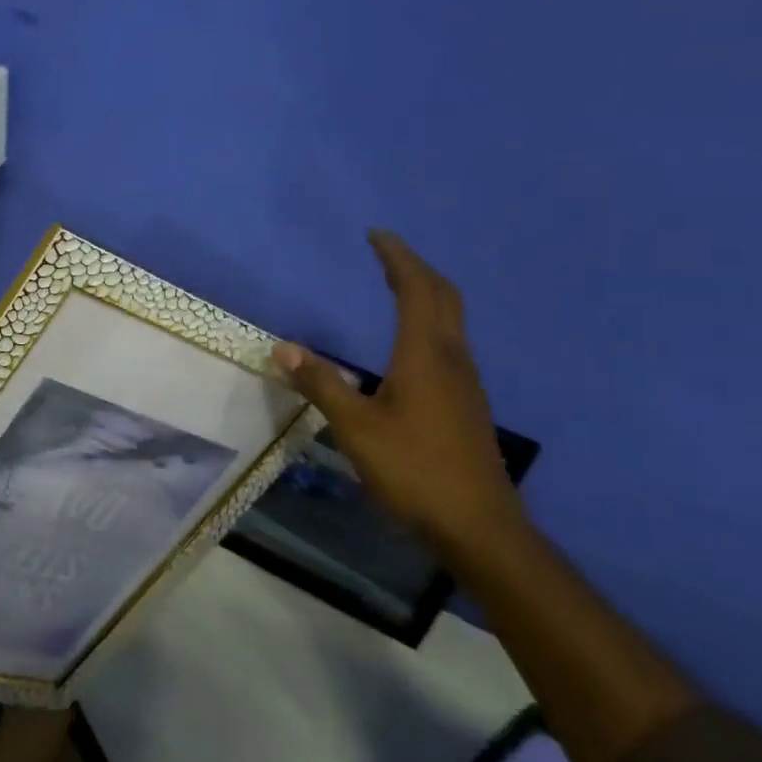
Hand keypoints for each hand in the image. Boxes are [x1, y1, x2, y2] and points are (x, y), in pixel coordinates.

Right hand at [273, 230, 527, 557]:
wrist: (477, 525)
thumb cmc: (414, 471)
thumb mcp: (356, 428)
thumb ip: (321, 385)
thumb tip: (283, 347)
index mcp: (425, 355)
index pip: (415, 289)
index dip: (397, 258)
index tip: (376, 235)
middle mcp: (452, 359)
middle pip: (443, 297)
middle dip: (415, 269)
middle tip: (386, 255)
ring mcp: (466, 383)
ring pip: (451, 321)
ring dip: (426, 295)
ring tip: (397, 288)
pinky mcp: (467, 404)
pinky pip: (450, 344)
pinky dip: (429, 324)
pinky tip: (410, 346)